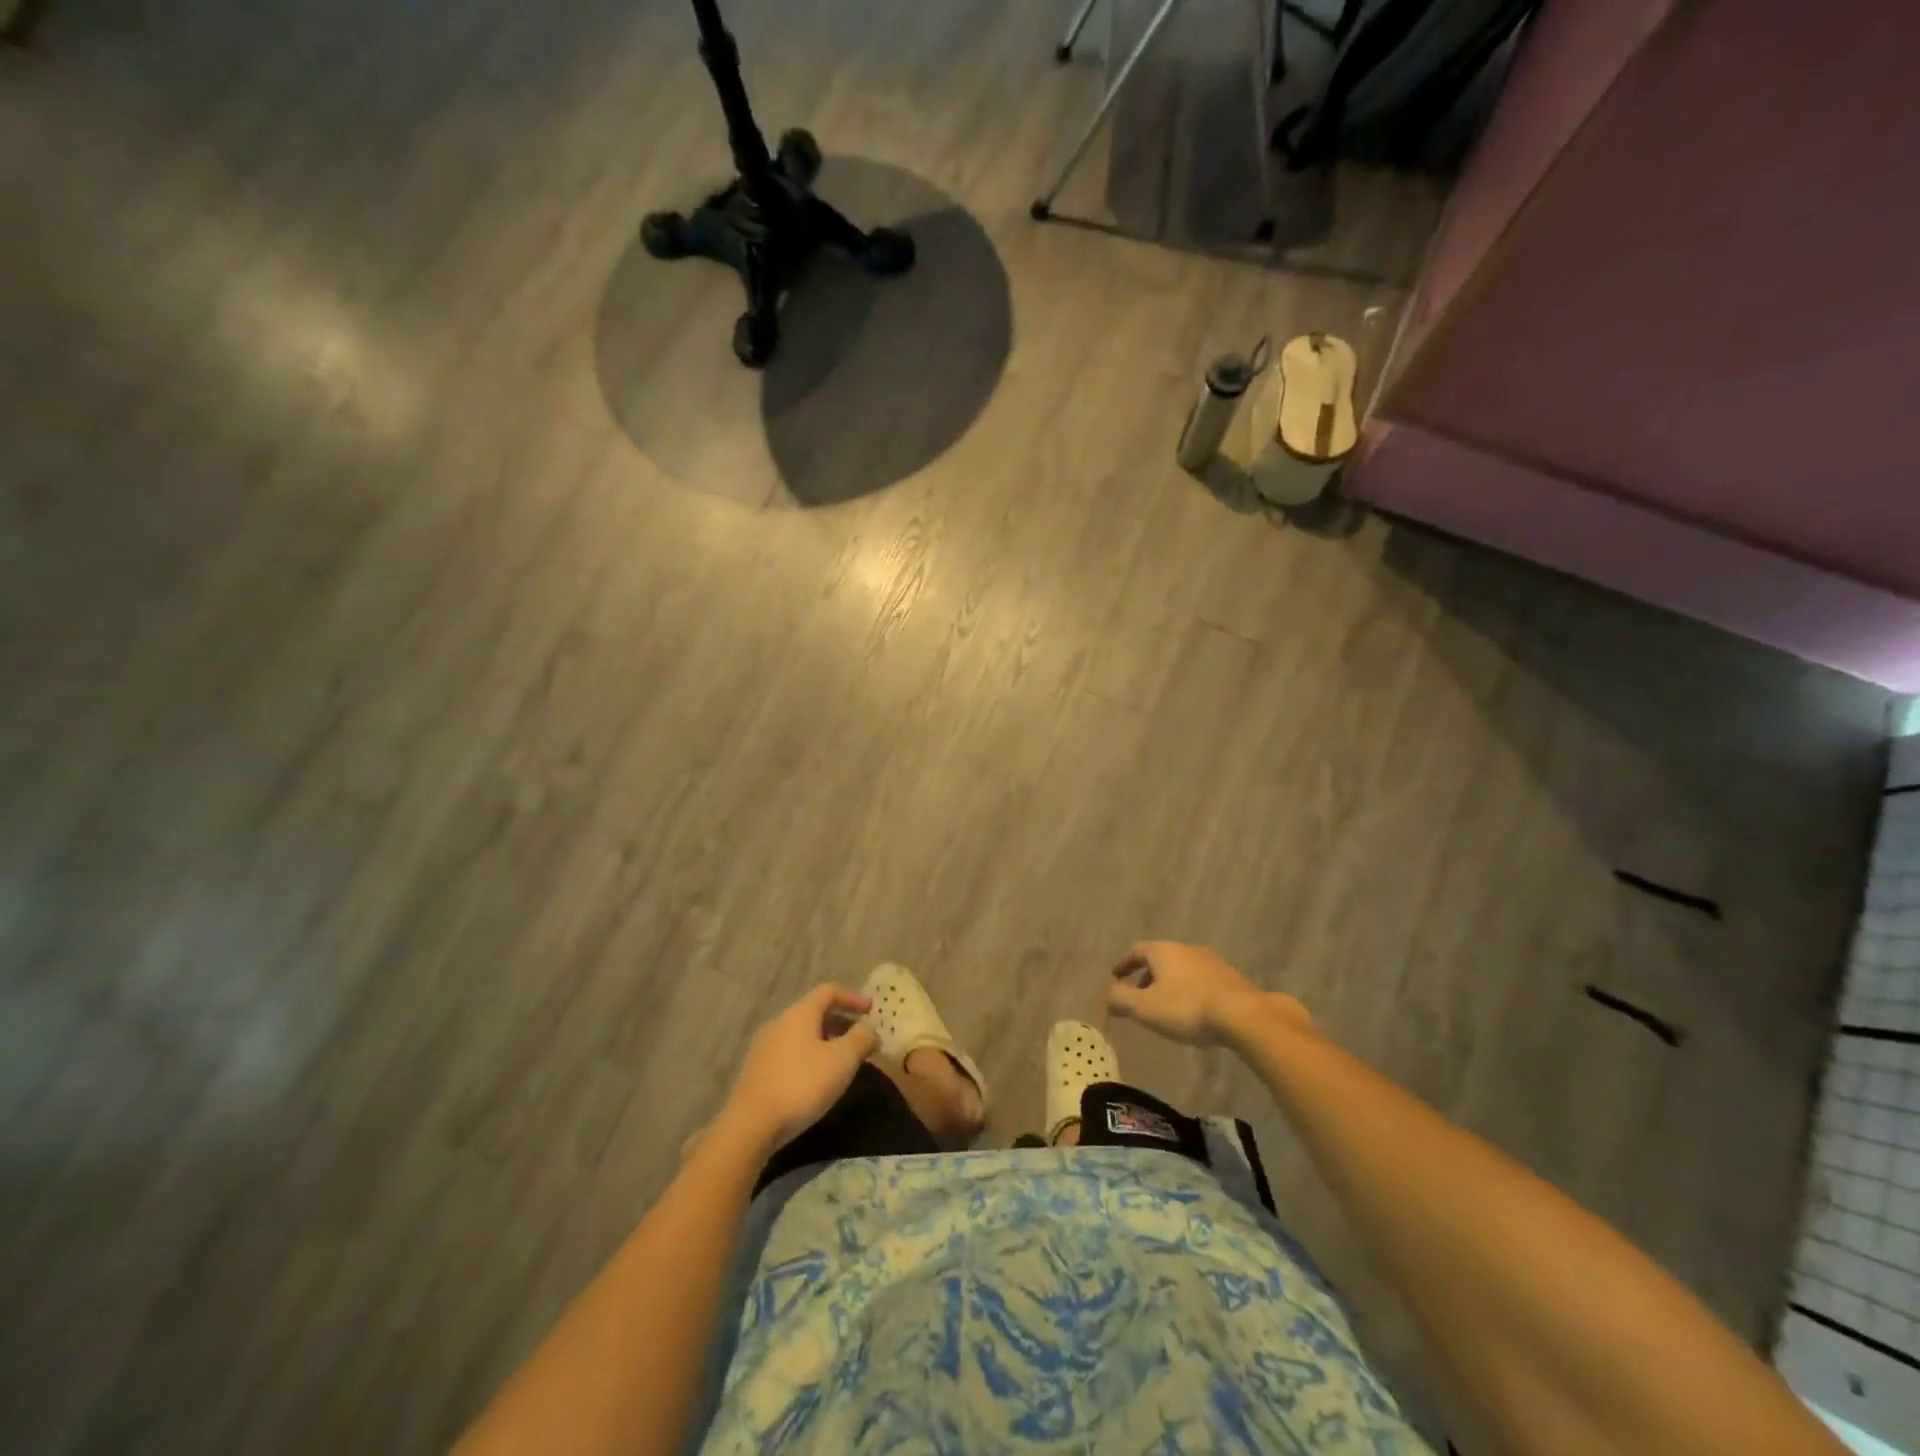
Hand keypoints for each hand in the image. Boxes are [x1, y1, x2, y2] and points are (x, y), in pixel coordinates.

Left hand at [719, 985, 879, 1155]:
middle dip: (840, 1022)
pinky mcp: (756, 1070)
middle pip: (814, 1012)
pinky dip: (808, 1056)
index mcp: (799, 1013)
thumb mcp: (842, 1060)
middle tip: (860, 1040)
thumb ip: (861, 1039)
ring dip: (825, 1041)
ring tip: (841, 1062)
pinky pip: (789, 1053)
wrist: (750, 1125)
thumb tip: (870, 1030)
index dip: (853, 998)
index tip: (871, 1010)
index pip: (829, 992)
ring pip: (801, 1034)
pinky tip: (816, 1080)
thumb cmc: (802, 1084)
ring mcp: (764, 1046)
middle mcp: (779, 1022)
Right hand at [1107, 941, 1306, 1045]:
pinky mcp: (1231, 978)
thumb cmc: (1186, 1008)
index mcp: (1163, 951)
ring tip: (1166, 1006)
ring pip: (1182, 969)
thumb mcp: (1144, 1008)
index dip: (1124, 964)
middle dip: (1147, 975)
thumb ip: (1121, 1000)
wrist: (1242, 1015)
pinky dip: (1190, 991)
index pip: (1137, 951)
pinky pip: (1201, 980)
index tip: (1116, 977)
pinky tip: (1193, 1011)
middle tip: (1140, 995)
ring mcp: (1211, 962)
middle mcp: (1187, 949)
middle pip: (1161, 958)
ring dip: (1170, 984)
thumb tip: (1109, 996)